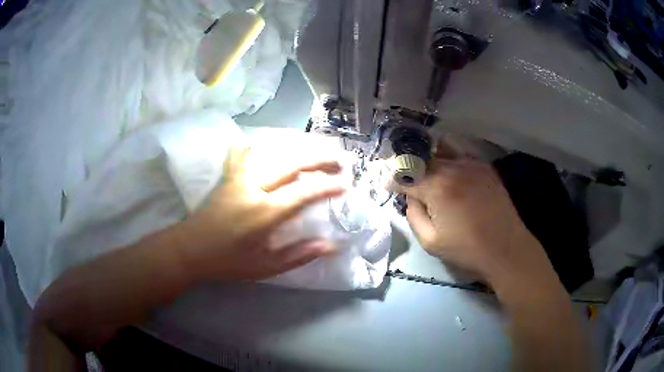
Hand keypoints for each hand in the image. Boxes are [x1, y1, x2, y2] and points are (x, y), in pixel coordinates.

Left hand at [177, 146, 345, 282]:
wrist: (189, 251)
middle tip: (338, 162)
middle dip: (319, 161)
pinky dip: (247, 149)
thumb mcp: (266, 267)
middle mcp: (254, 190)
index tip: (345, 185)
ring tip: (313, 153)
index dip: (327, 187)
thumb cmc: (228, 262)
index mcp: (266, 213)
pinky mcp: (226, 180)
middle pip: (292, 166)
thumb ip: (299, 255)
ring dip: (296, 154)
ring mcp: (238, 181)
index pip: (304, 194)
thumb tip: (331, 245)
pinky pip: (238, 158)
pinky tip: (254, 142)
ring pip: (272, 158)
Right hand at [402, 158, 550, 286]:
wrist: (506, 248)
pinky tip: (453, 175)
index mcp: (437, 187)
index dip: (393, 179)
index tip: (389, 185)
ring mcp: (471, 164)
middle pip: (423, 158)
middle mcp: (452, 168)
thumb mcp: (430, 242)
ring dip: (431, 159)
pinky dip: (450, 159)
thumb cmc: (467, 249)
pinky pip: (461, 154)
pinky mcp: (485, 167)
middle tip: (408, 181)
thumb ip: (413, 216)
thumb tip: (411, 198)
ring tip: (430, 174)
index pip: (405, 175)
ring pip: (442, 149)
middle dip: (411, 168)